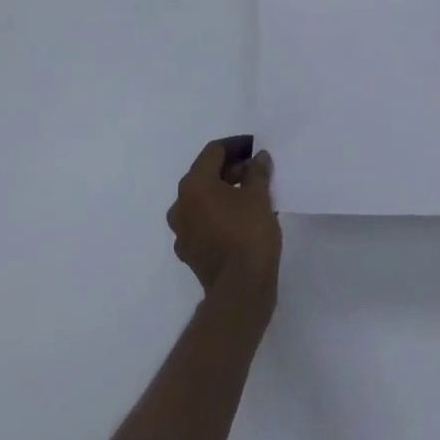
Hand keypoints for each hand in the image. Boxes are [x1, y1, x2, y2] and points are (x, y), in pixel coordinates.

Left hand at [167, 137, 281, 303]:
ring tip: (253, 194)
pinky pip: (204, 222)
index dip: (237, 146)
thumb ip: (257, 171)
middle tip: (257, 171)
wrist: (240, 293)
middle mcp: (181, 205)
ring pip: (204, 199)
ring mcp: (182, 231)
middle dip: (232, 169)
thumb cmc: (248, 235)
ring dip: (226, 192)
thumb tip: (259, 158)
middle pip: (206, 174)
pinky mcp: (190, 253)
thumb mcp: (259, 196)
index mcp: (194, 185)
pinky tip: (242, 219)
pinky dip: (220, 214)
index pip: (214, 151)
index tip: (256, 148)